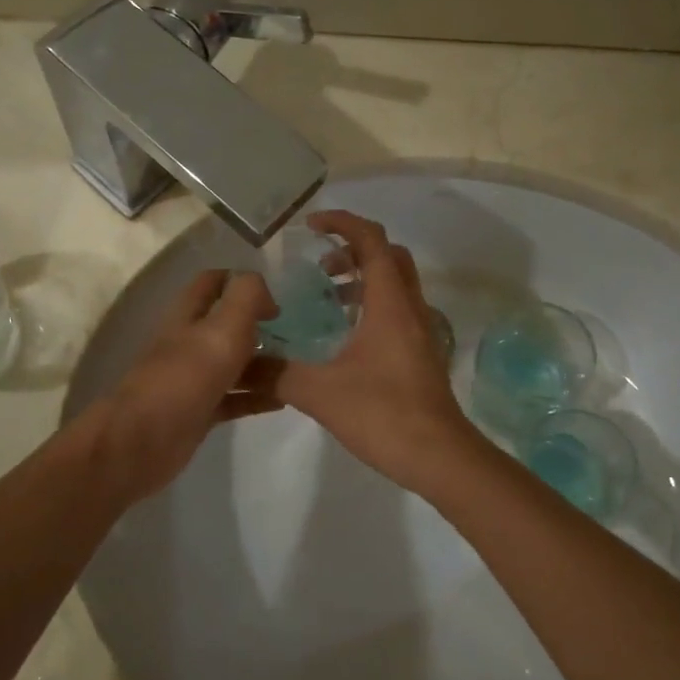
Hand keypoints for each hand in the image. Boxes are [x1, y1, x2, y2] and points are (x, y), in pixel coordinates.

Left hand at [88, 269, 279, 502]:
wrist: (144, 442)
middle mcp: (189, 342)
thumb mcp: (223, 328)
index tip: (277, 297)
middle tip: (299, 334)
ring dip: (263, 363)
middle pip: (227, 325)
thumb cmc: (186, 378)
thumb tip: (264, 289)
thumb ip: (246, 298)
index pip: (213, 282)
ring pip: (233, 363)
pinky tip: (284, 401)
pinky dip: (257, 397)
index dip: (242, 282)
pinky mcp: (199, 411)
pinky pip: (234, 399)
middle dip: (260, 325)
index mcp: (189, 315)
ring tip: (300, 366)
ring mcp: (193, 379)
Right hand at [271, 210, 483, 492]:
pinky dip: (371, 305)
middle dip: (352, 250)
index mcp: (389, 302)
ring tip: (326, 301)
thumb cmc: (384, 415)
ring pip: (395, 284)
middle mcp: (410, 307)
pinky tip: (343, 337)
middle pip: (388, 256)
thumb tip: (239, 361)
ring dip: (362, 279)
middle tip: (319, 267)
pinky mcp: (421, 353)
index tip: (310, 226)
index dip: (341, 223)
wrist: (440, 457)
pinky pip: (396, 310)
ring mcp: (420, 331)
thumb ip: (276, 372)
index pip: (371, 240)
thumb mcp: (319, 392)